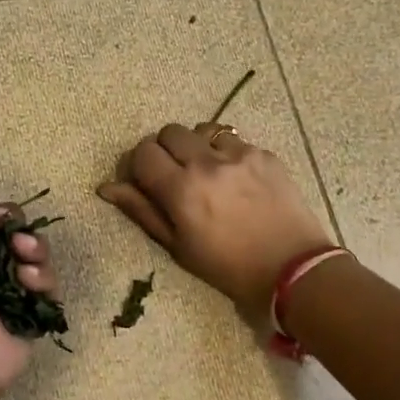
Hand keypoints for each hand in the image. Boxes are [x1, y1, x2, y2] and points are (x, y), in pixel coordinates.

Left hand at [0, 164, 58, 398]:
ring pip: (32, 254)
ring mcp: (0, 294)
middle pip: (8, 227)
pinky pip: (47, 285)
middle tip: (4, 230)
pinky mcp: (27, 316)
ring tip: (23, 258)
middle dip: (12, 221)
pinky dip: (42, 279)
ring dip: (33, 247)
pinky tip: (29, 283)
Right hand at [99, 124, 332, 326]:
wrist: (292, 268)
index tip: (145, 182)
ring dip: (195, 146)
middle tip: (173, 176)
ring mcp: (239, 154)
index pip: (142, 152)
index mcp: (181, 189)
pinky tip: (235, 179)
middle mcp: (207, 162)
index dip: (138, 165)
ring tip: (206, 173)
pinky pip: (233, 140)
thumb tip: (107, 187)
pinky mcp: (264, 154)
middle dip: (164, 150)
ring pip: (201, 130)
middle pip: (169, 132)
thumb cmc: (228, 267)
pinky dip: (225, 154)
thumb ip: (142, 211)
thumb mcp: (178, 247)